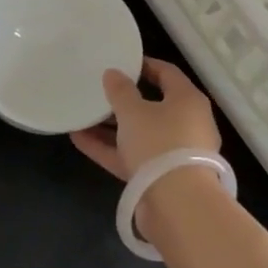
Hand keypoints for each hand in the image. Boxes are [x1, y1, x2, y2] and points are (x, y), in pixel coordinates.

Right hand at [70, 57, 219, 181]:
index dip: (144, 65)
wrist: (178, 205)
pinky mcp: (159, 178)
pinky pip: (131, 156)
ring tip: (82, 115)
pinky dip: (109, 148)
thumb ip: (121, 91)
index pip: (167, 73)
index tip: (120, 62)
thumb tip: (113, 73)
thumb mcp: (134, 112)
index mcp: (188, 100)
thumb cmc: (159, 144)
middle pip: (153, 105)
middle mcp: (186, 124)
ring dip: (112, 126)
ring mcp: (173, 153)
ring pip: (139, 133)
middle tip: (99, 90)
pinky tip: (79, 139)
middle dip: (124, 99)